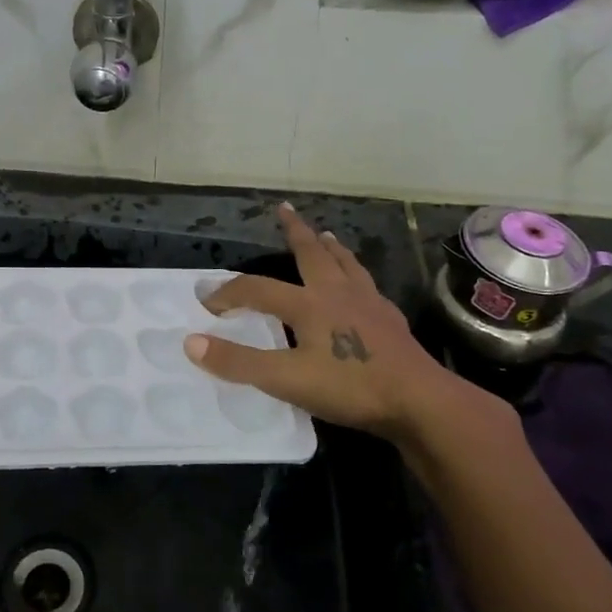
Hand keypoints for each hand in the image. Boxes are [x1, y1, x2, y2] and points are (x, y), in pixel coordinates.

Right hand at [183, 204, 503, 447]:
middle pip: (311, 254)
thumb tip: (191, 342)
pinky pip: (368, 286)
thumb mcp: (285, 379)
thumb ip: (238, 362)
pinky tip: (361, 285)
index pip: (257, 289)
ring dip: (330, 247)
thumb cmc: (350, 387)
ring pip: (345, 264)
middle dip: (295, 232)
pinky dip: (357, 276)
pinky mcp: (390, 321)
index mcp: (309, 304)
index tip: (207, 300)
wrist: (420, 402)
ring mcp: (369, 304)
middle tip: (285, 209)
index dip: (228, 293)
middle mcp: (338, 293)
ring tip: (325, 234)